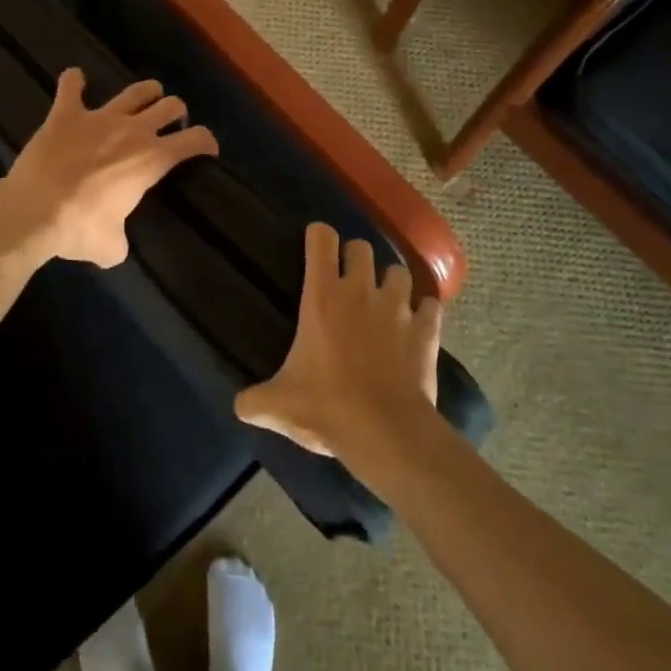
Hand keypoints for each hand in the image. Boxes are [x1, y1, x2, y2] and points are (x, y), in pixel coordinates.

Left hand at [0, 69, 217, 267]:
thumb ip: (122, 239)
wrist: (32, 212)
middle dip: (176, 113)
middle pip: (170, 106)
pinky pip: (70, 86)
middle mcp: (133, 130)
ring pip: (135, 91)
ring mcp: (99, 117)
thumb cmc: (79, 229)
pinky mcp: (65, 114)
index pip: (195, 139)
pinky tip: (75, 81)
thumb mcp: (112, 247)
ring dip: (145, 92)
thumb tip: (116, 244)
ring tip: (146, 97)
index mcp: (152, 159)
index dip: (206, 142)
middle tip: (170, 125)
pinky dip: (74, 82)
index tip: (207, 149)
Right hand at [235, 224, 441, 457]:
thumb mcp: (278, 405)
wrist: (387, 433)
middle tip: (348, 281)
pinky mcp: (427, 330)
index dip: (318, 237)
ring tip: (385, 301)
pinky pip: (430, 306)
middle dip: (355, 257)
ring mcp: (398, 308)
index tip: (315, 250)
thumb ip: (253, 400)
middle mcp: (361, 291)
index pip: (321, 239)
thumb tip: (239, 405)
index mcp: (322, 296)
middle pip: (361, 247)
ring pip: (399, 271)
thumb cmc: (327, 408)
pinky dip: (424, 312)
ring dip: (391, 282)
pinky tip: (417, 326)